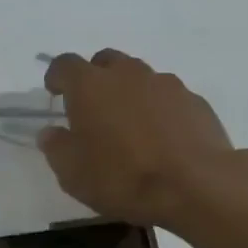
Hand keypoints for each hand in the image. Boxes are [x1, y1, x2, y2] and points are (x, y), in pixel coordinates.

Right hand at [38, 49, 243, 225]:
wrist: (196, 185)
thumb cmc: (123, 178)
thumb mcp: (73, 174)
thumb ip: (57, 147)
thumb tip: (51, 132)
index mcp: (90, 85)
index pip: (65, 64)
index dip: (57, 76)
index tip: (55, 92)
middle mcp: (127, 73)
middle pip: (105, 61)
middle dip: (95, 78)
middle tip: (93, 108)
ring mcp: (165, 83)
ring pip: (139, 77)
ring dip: (129, 92)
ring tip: (130, 125)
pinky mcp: (194, 100)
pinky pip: (167, 96)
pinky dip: (158, 109)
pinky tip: (162, 137)